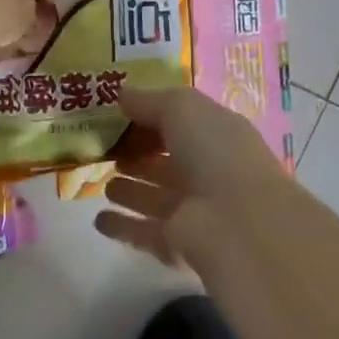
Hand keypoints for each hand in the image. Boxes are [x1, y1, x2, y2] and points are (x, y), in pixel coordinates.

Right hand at [96, 85, 290, 268]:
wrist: (239, 223)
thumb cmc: (214, 151)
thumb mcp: (181, 108)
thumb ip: (148, 100)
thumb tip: (120, 94)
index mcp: (216, 134)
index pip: (180, 122)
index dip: (150, 117)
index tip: (114, 113)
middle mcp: (208, 171)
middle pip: (167, 161)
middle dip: (139, 155)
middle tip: (103, 149)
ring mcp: (194, 210)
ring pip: (155, 197)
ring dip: (131, 190)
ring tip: (101, 182)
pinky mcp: (178, 244)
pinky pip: (144, 232)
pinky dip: (122, 226)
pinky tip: (98, 219)